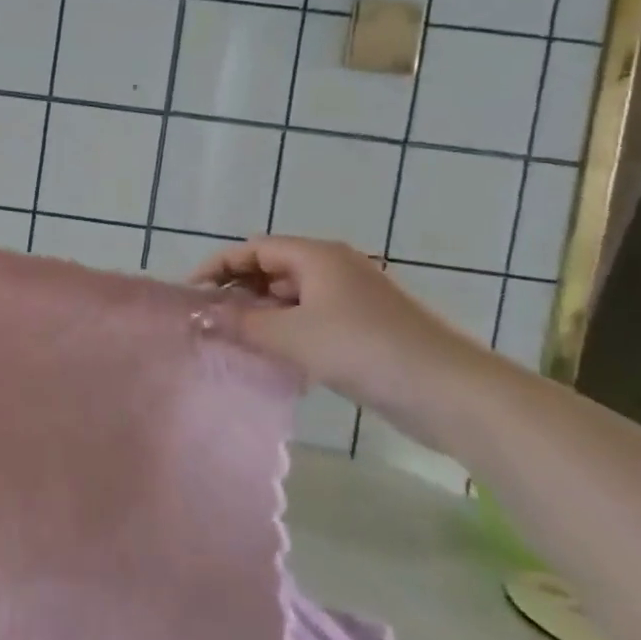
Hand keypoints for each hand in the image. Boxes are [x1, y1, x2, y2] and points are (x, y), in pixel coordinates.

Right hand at [190, 236, 492, 445]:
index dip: (218, 266)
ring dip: (262, 314)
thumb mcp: (291, 335)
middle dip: (238, 290)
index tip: (190, 294)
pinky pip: (313, 318)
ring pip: (293, 297)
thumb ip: (241, 323)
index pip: (254, 248)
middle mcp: (335, 268)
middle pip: (273, 269)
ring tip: (235, 340)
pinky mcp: (367, 327)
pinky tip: (275, 357)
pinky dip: (288, 331)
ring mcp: (354, 298)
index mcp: (317, 256)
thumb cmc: (363, 348)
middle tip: (210, 320)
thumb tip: (200, 316)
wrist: (451, 391)